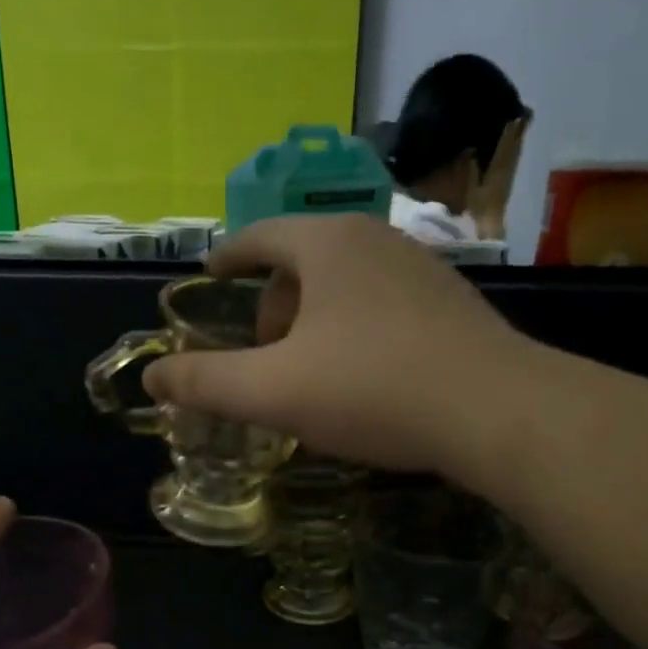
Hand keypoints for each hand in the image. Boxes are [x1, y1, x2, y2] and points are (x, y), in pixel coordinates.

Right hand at [143, 215, 526, 478]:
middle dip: (272, 306)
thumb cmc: (373, 390)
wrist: (496, 412)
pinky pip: (382, 309)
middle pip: (303, 263)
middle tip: (261, 357)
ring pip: (345, 288)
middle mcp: (376, 241)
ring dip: (315, 324)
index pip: (260, 236)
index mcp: (327, 244)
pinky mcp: (452, 306)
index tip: (210, 275)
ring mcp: (421, 271)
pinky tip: (363, 382)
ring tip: (309, 376)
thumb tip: (151, 377)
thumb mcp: (274, 391)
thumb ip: (205, 383)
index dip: (228, 257)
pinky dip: (355, 335)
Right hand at [465, 112, 531, 239]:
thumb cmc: (479, 206)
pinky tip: (519, 142)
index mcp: (497, 168)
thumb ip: (471, 169)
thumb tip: (470, 150)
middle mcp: (507, 167)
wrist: (492, 223)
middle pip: (515, 144)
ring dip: (520, 135)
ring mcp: (510, 173)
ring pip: (517, 150)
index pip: (504, 145)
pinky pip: (516, 157)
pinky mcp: (510, 178)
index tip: (512, 114)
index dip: (509, 130)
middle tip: (525, 111)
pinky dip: (518, 146)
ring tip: (524, 120)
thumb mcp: (472, 188)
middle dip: (519, 128)